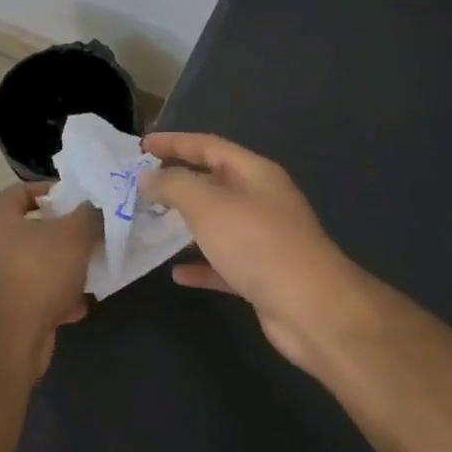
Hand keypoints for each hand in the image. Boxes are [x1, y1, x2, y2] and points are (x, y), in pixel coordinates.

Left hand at [0, 183, 98, 372]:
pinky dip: (59, 300)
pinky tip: (80, 306)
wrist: (10, 335)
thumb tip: (96, 207)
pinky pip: (38, 296)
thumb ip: (89, 215)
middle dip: (66, 235)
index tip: (83, 201)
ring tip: (93, 271)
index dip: (55, 193)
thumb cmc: (37, 270)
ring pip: (39, 265)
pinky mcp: (7, 309)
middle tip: (94, 236)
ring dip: (66, 270)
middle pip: (34, 230)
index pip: (24, 190)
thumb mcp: (73, 234)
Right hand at [138, 133, 366, 368]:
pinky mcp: (262, 274)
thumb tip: (147, 179)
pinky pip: (222, 262)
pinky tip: (176, 273)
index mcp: (254, 174)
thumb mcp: (207, 205)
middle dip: (176, 181)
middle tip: (139, 184)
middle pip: (212, 182)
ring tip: (149, 223)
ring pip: (216, 223)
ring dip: (184, 222)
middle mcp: (261, 200)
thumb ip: (173, 185)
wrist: (312, 309)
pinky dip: (199, 264)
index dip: (174, 142)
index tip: (141, 146)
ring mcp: (263, 238)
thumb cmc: (258, 244)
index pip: (208, 146)